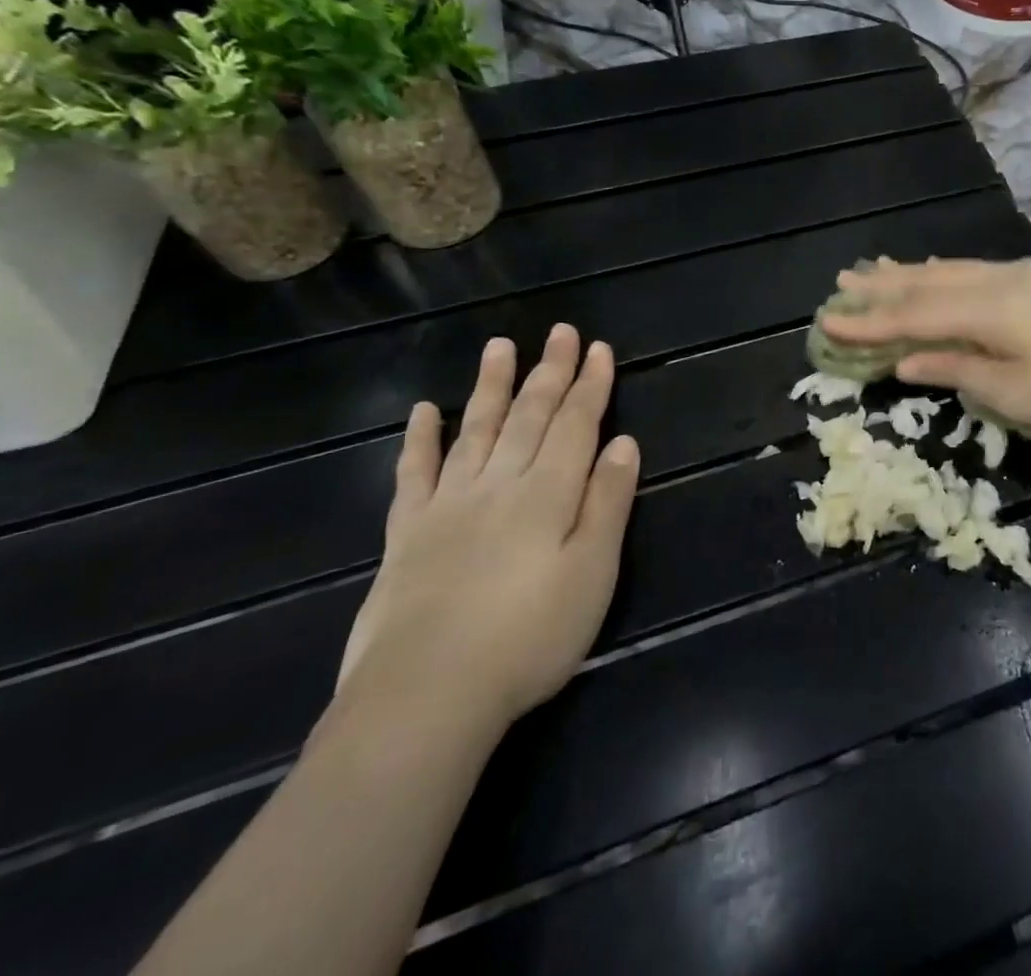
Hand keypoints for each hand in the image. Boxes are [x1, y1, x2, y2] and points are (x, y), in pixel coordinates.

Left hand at [336, 326, 638, 733]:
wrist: (424, 698)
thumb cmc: (528, 638)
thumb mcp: (592, 574)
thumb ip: (607, 504)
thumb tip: (623, 445)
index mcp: (547, 493)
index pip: (576, 424)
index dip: (590, 385)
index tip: (599, 349)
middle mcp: (499, 485)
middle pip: (530, 416)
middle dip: (549, 371)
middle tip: (560, 332)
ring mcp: (448, 506)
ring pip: (476, 430)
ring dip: (491, 387)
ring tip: (499, 347)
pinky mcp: (407, 535)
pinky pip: (414, 474)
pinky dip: (420, 440)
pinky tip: (423, 411)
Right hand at [820, 258, 1030, 439]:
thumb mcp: (1012, 393)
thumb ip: (956, 369)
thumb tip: (906, 361)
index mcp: (988, 308)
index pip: (914, 315)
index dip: (870, 321)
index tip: (830, 321)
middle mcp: (999, 279)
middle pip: (929, 282)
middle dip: (883, 285)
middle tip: (842, 281)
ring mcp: (1023, 274)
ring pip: (953, 270)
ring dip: (911, 272)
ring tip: (876, 268)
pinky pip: (977, 270)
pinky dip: (947, 272)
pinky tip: (937, 270)